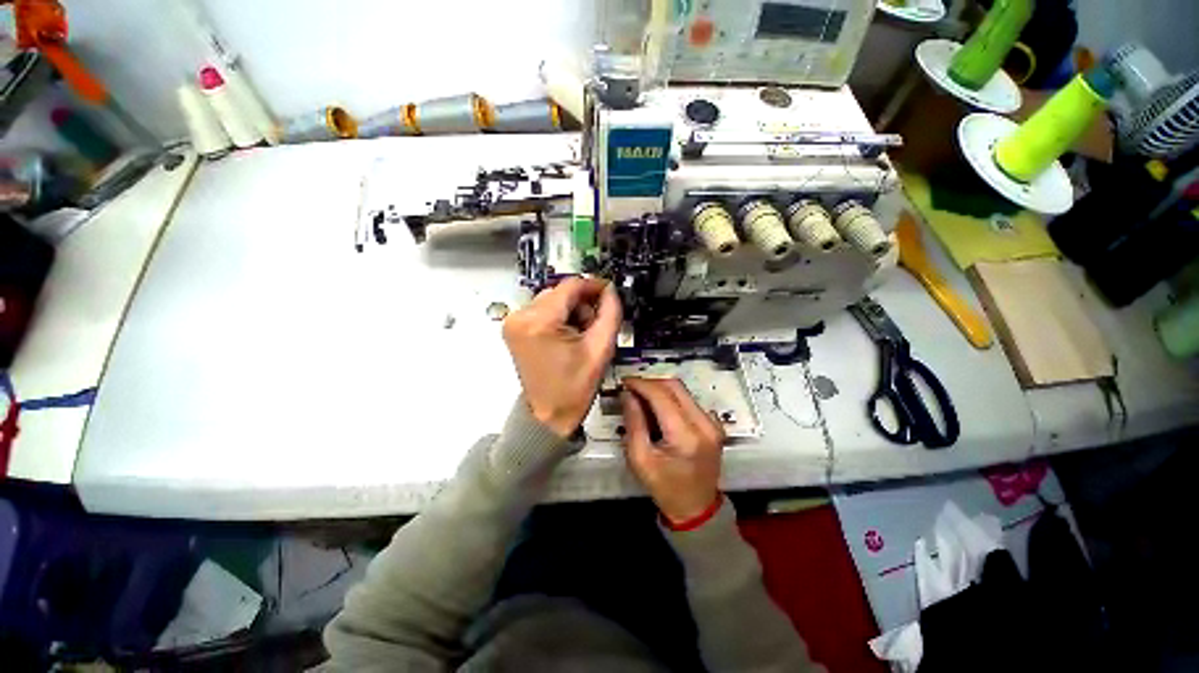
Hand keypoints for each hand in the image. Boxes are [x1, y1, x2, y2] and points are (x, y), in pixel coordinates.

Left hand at [503, 277, 621, 437]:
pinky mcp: (515, 328)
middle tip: (593, 327)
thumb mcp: (601, 348)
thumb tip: (610, 290)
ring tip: (579, 336)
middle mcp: (520, 317)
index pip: (570, 286)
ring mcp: (514, 322)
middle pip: (560, 292)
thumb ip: (610, 313)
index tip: (608, 292)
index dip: (593, 285)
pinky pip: (542, 310)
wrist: (549, 414)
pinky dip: (558, 318)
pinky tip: (566, 337)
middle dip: (581, 304)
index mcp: (539, 322)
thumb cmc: (574, 387)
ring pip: (552, 300)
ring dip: (570, 311)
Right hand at [620, 377, 725, 523]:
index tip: (624, 382)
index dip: (640, 384)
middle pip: (675, 386)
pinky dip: (670, 398)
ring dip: (659, 390)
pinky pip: (688, 400)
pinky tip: (657, 409)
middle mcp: (704, 424)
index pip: (661, 395)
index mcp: (686, 436)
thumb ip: (633, 422)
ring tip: (641, 398)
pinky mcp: (713, 423)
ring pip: (682, 391)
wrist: (696, 508)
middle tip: (631, 389)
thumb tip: (628, 394)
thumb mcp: (639, 458)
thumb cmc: (665, 487)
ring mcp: (712, 422)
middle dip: (650, 383)